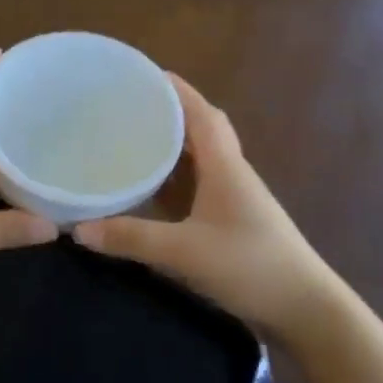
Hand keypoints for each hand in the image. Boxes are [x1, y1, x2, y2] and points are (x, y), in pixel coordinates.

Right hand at [74, 75, 337, 334]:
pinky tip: (151, 190)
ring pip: (200, 159)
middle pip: (201, 129)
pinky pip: (198, 186)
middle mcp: (231, 173)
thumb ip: (132, 239)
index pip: (201, 113)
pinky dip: (174, 179)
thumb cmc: (251, 266)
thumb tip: (78, 229)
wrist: (304, 309)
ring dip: (171, 146)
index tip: (142, 73)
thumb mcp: (185, 251)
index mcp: (225, 166)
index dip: (174, 89)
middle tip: (128, 108)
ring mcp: (234, 198)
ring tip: (132, 140)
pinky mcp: (232, 221)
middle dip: (168, 113)